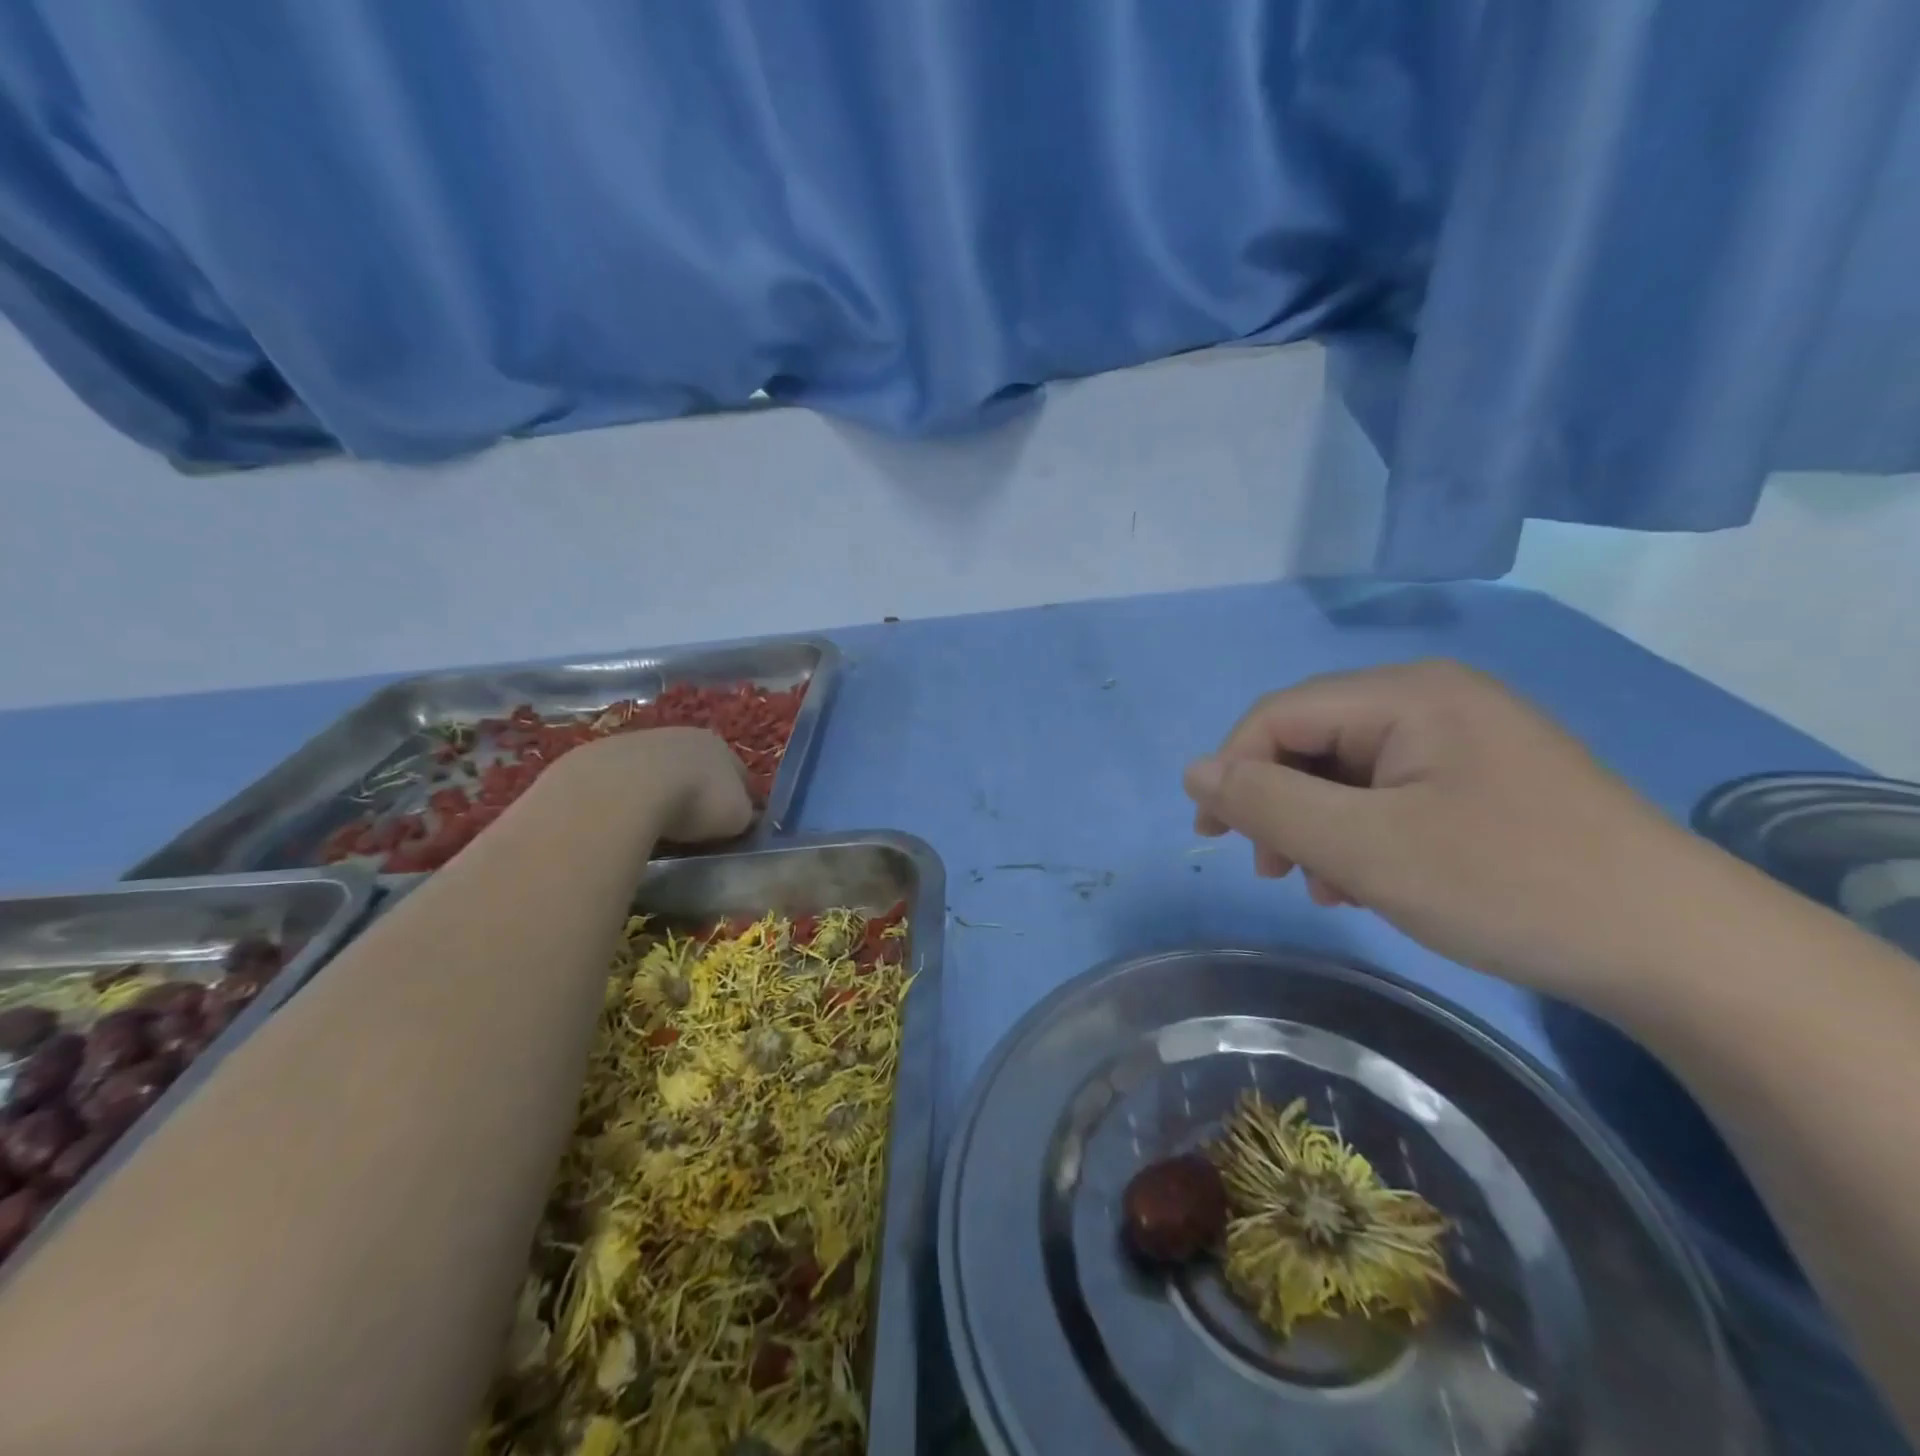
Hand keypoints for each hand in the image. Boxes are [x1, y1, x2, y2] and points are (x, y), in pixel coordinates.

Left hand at [556, 727, 754, 845]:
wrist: (622, 791)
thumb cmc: (693, 802)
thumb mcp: (735, 817)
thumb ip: (743, 815)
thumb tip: (742, 818)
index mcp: (719, 745)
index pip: (740, 772)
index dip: (743, 798)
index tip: (739, 822)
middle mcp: (681, 735)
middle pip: (697, 766)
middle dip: (699, 791)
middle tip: (697, 824)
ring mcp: (637, 741)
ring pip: (658, 770)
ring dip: (661, 792)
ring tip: (657, 825)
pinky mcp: (599, 756)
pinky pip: (624, 781)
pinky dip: (628, 798)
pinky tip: (625, 821)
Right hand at [1182, 660, 1716, 1000]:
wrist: (1683, 952)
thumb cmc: (1508, 885)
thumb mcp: (1366, 848)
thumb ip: (1268, 803)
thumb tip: (1195, 771)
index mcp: (1407, 694)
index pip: (1280, 715)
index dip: (1234, 771)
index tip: (1214, 839)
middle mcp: (1434, 699)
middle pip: (1315, 741)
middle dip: (1281, 806)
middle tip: (1275, 871)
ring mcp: (1465, 739)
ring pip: (1350, 772)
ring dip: (1319, 827)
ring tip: (1327, 886)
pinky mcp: (1486, 780)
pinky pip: (1393, 793)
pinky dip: (1363, 835)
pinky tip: (1371, 882)